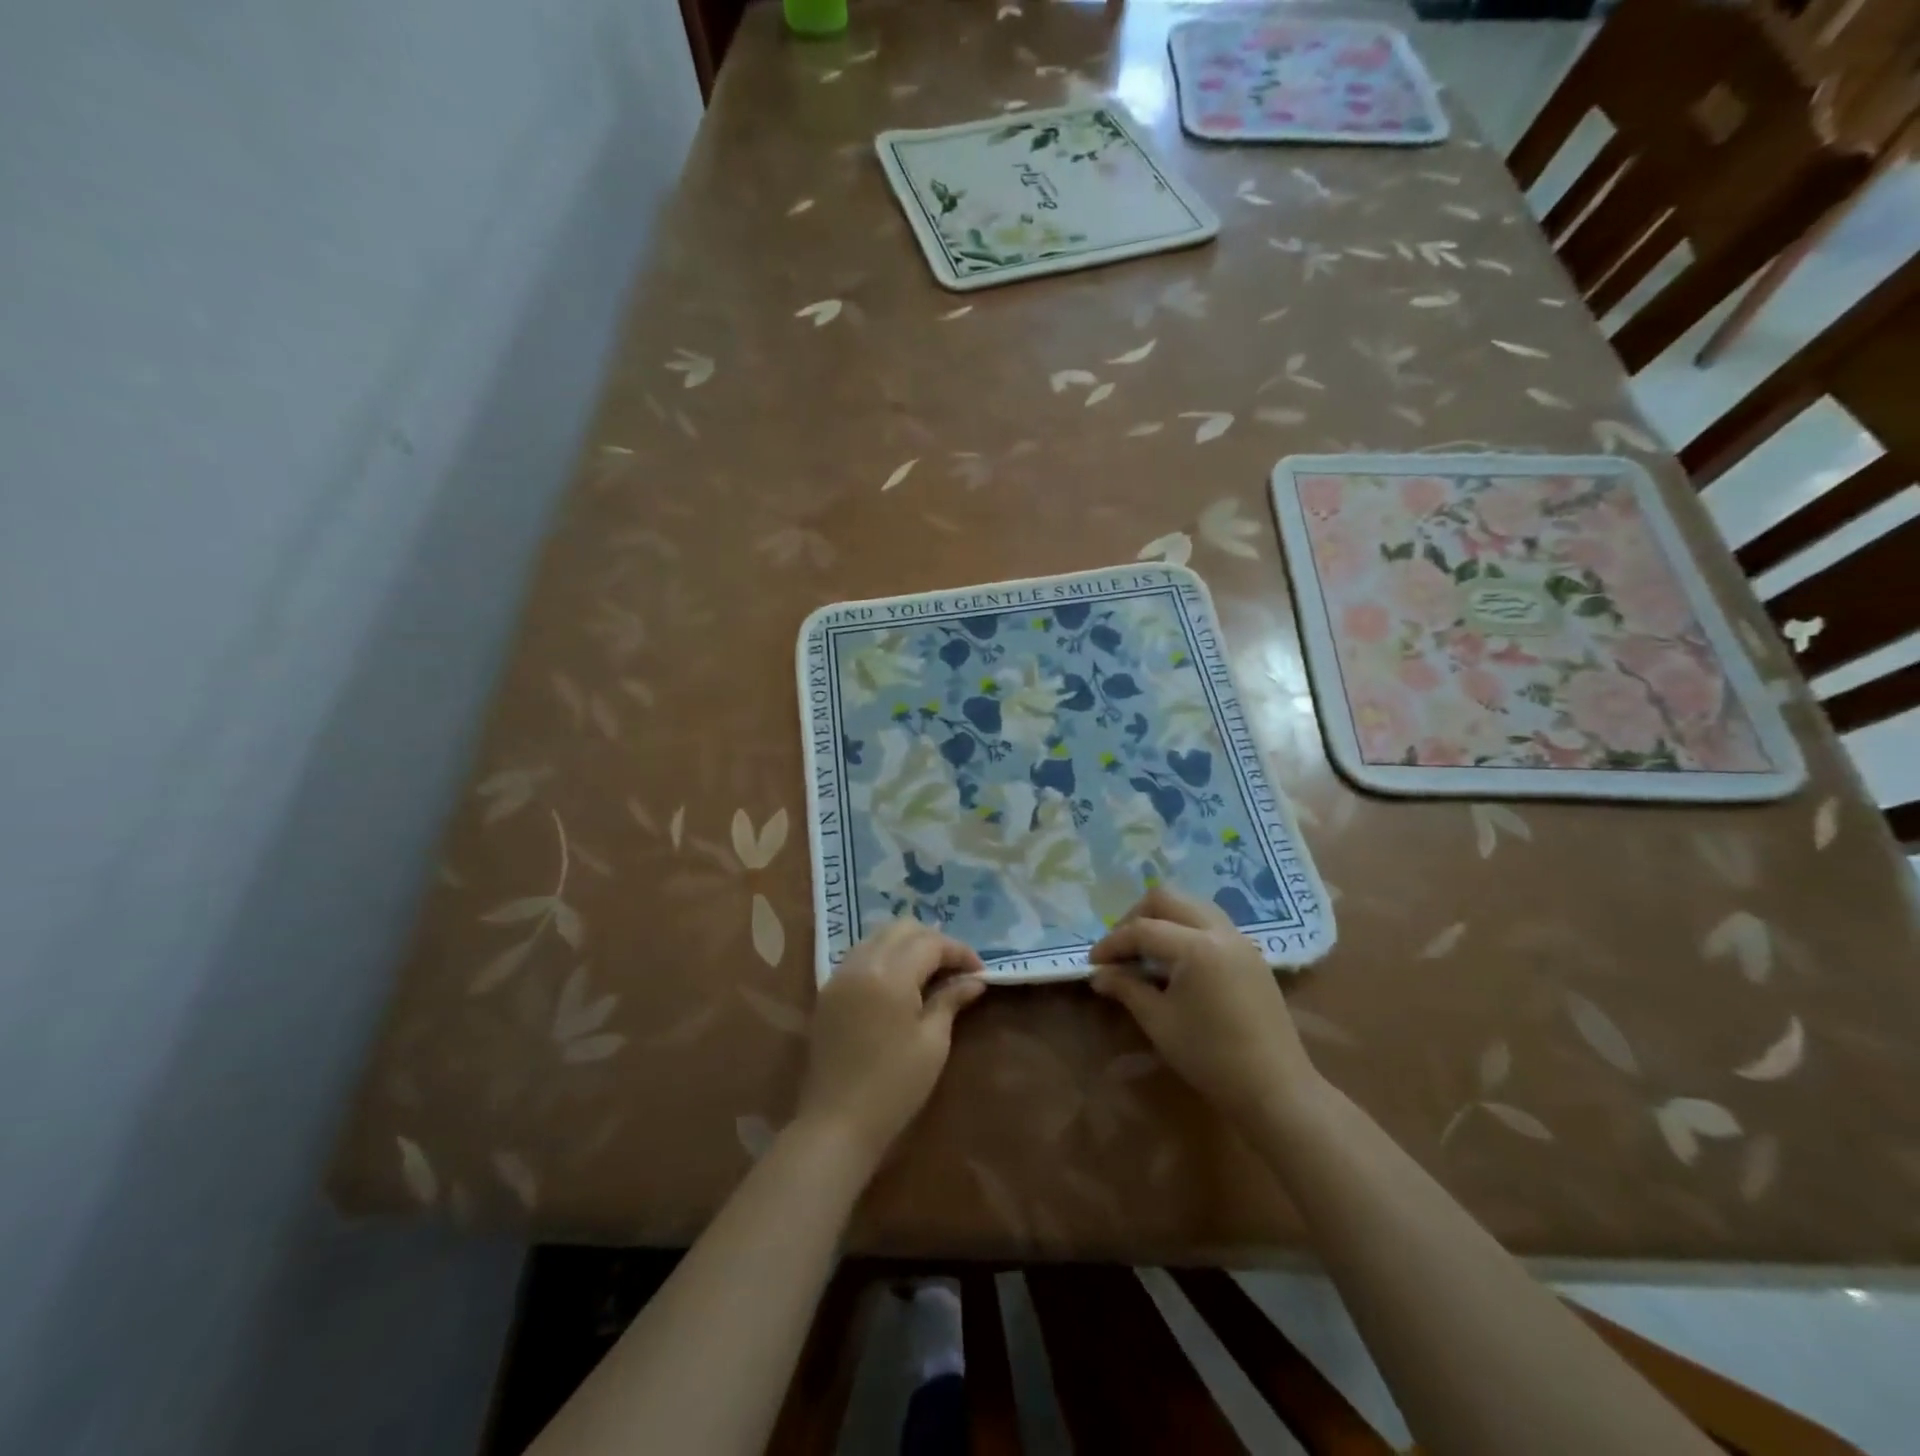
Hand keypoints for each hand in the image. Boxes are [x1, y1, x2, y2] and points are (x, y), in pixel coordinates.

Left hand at [795, 920, 987, 1167]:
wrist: (836, 1123)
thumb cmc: (894, 1086)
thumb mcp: (932, 1043)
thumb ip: (950, 1000)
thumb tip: (973, 981)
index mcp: (890, 974)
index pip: (930, 943)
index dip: (959, 952)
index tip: (980, 973)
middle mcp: (862, 964)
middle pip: (902, 928)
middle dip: (933, 940)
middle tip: (956, 968)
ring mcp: (840, 975)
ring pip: (878, 937)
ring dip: (907, 944)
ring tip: (930, 972)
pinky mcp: (829, 991)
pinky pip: (861, 955)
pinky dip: (884, 956)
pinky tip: (900, 981)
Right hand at [1089, 886, 1317, 1125]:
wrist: (1275, 1089)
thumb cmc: (1210, 1057)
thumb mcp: (1159, 1022)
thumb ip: (1127, 988)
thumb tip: (1099, 974)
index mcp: (1197, 946)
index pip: (1143, 929)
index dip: (1112, 943)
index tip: (1093, 963)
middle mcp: (1220, 931)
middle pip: (1167, 898)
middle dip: (1136, 917)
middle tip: (1120, 948)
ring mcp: (1240, 940)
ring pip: (1192, 905)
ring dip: (1162, 918)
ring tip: (1145, 950)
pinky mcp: (1251, 955)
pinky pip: (1210, 923)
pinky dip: (1185, 929)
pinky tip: (1174, 961)